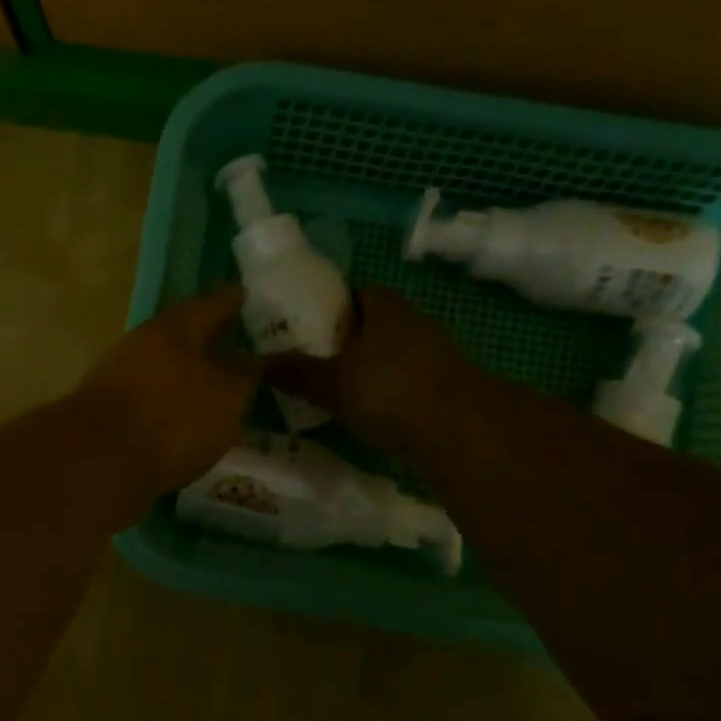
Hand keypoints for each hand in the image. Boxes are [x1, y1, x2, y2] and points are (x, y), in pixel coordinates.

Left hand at [70, 287, 262, 498]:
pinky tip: (192, 425)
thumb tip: (248, 359)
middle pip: (186, 336)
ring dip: (193, 377)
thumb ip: (244, 373)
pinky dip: (176, 407)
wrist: (98, 461)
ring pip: (169, 369)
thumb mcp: (226, 394)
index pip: (214, 304)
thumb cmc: (172, 416)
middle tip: (244, 349)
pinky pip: (155, 401)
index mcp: (175, 328)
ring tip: (223, 393)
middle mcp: (145, 344)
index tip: (248, 293)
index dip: (235, 299)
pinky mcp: (112, 414)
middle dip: (213, 342)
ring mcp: (123, 378)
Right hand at [265, 287, 477, 456]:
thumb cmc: (389, 391)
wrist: (461, 429)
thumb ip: (298, 372)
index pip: (358, 291)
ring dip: (373, 365)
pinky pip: (410, 377)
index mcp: (384, 308)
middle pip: (377, 322)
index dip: (334, 304)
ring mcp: (436, 352)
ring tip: (342, 388)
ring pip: (395, 351)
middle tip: (319, 359)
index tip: (310, 325)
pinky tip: (375, 411)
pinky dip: (392, 388)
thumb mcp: (332, 384)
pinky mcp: (449, 384)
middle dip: (350, 337)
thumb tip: (259, 362)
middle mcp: (414, 321)